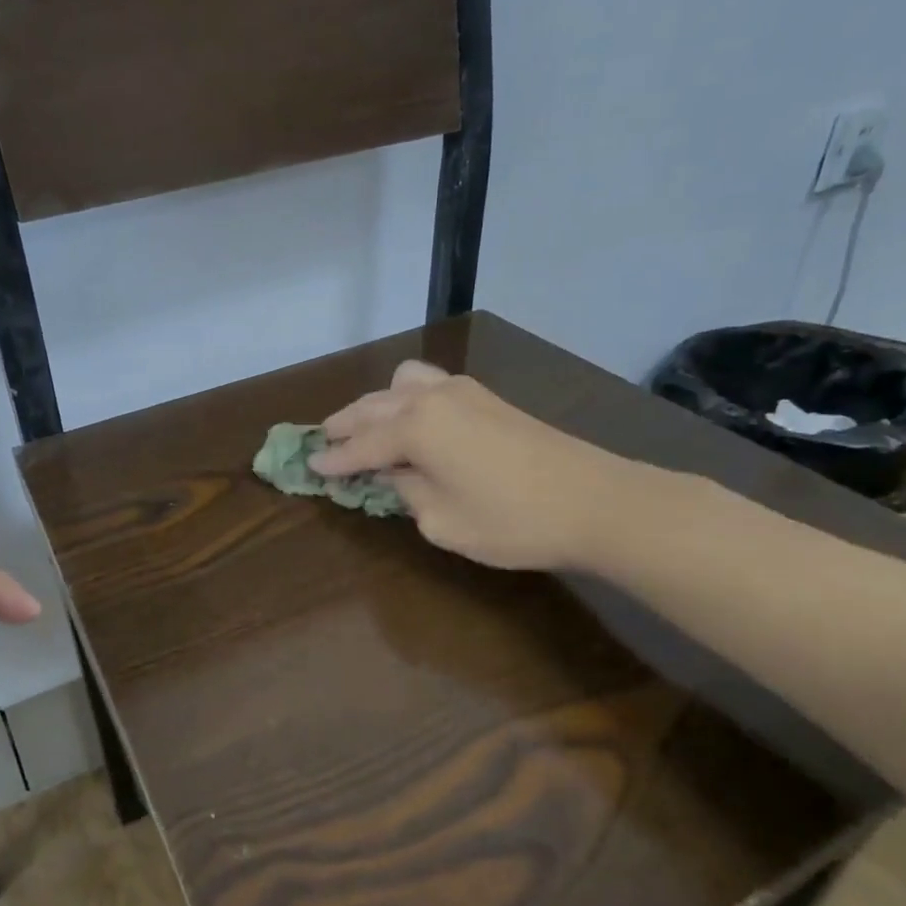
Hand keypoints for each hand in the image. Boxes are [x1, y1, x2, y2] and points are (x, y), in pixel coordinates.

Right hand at [312, 361, 641, 571]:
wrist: (595, 501)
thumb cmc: (512, 520)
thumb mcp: (443, 521)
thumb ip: (409, 494)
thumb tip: (400, 475)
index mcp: (415, 427)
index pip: (361, 445)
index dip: (334, 459)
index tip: (309, 466)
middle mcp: (432, 398)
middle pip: (374, 406)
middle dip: (346, 423)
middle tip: (325, 440)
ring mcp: (464, 392)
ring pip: (403, 384)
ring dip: (378, 403)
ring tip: (369, 426)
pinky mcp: (489, 398)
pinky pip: (432, 386)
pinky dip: (409, 399)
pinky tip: (414, 421)